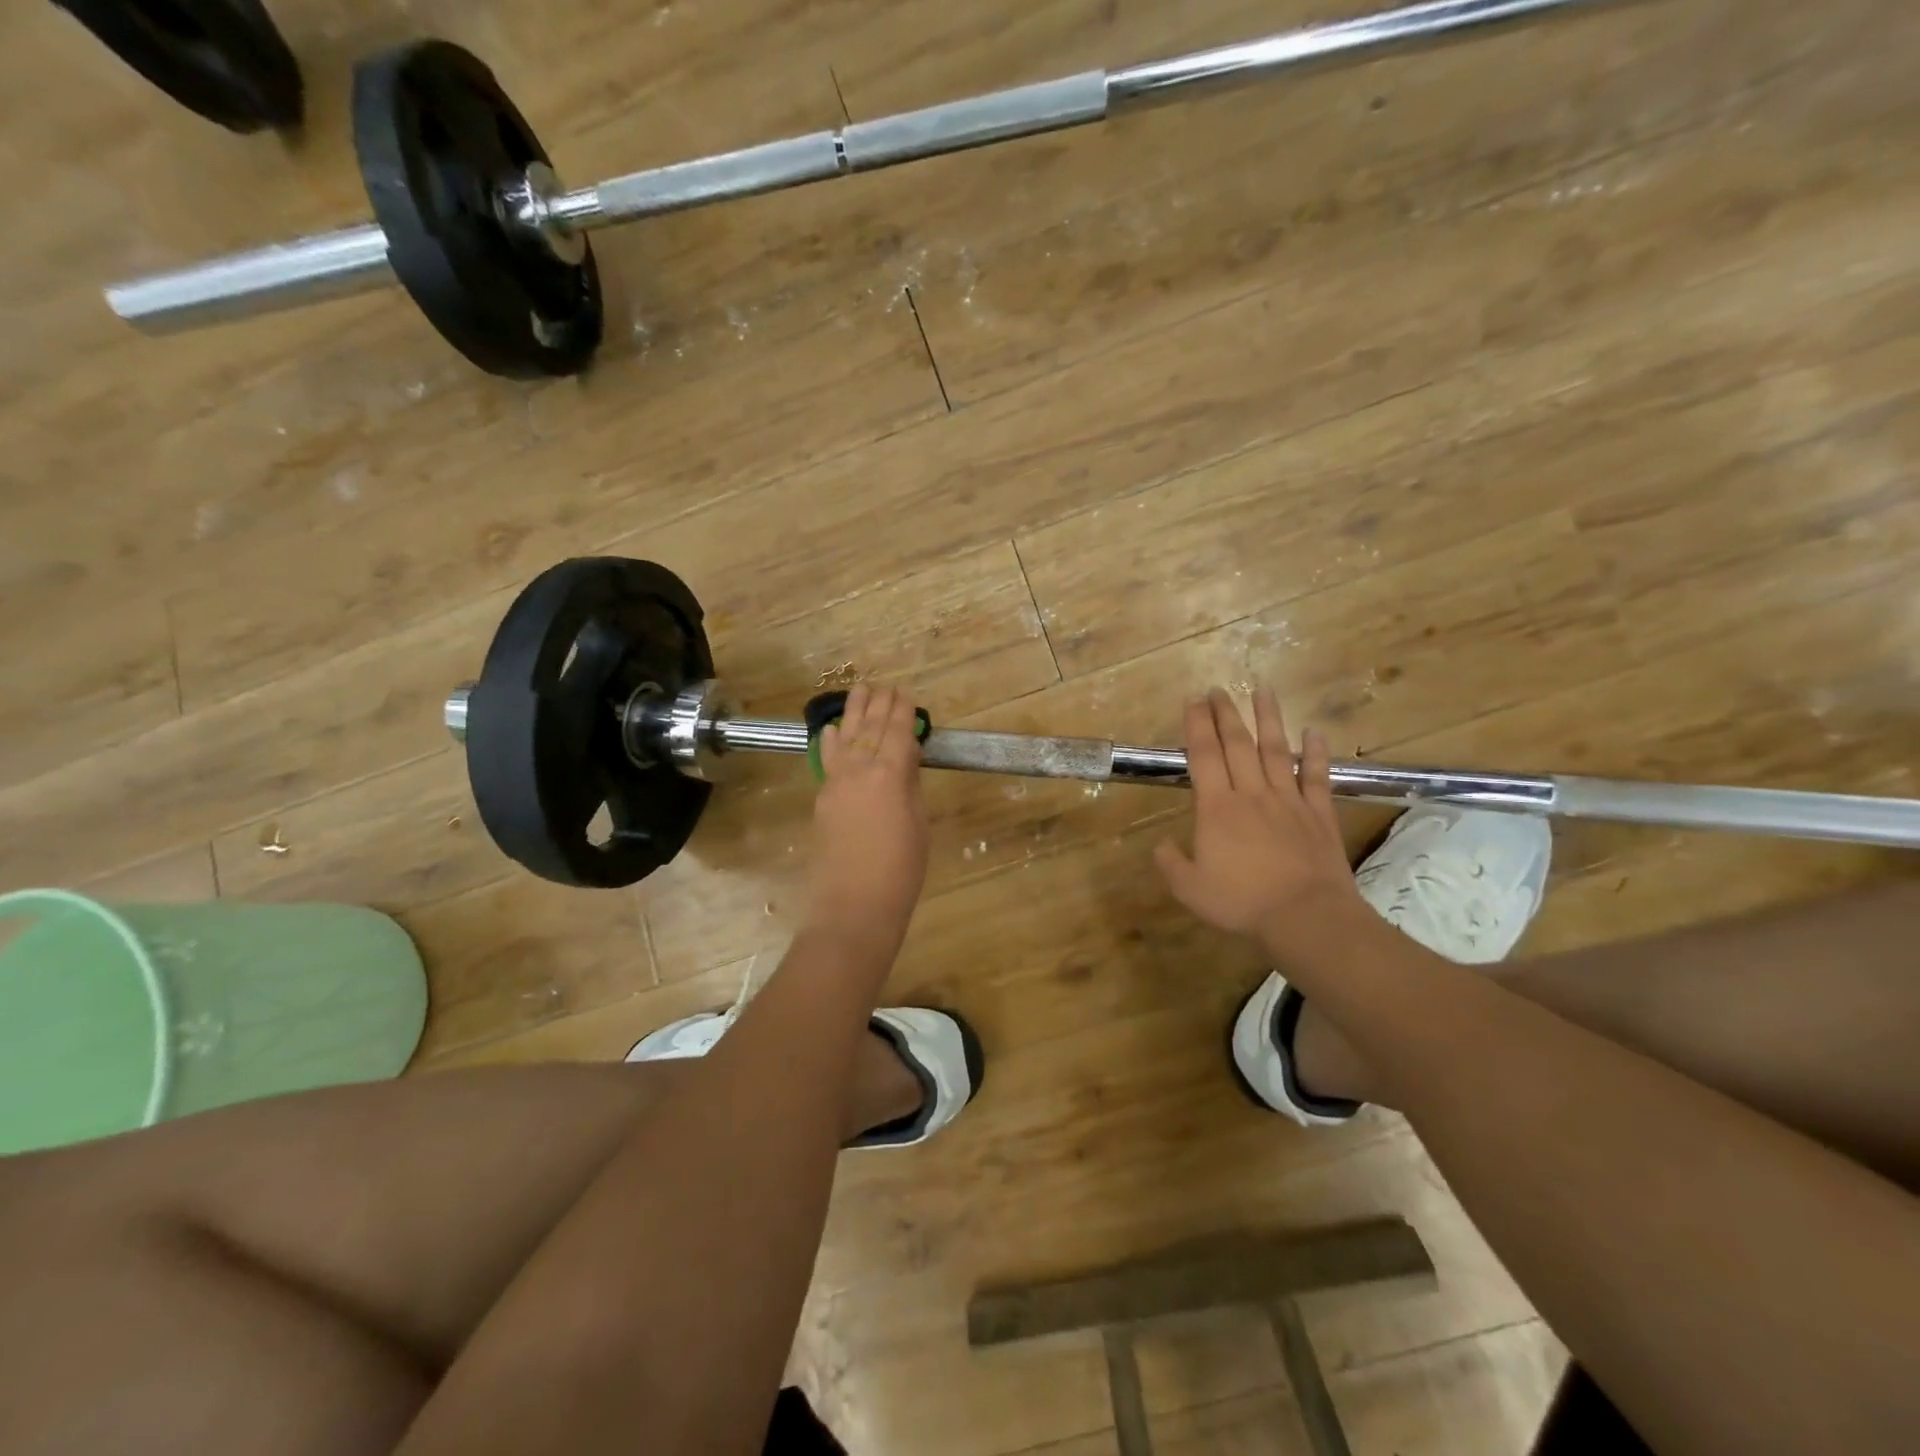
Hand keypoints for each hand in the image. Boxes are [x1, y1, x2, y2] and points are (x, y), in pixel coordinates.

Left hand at [806, 683, 930, 944]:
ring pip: (848, 737)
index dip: (903, 713)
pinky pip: (828, 760)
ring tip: (860, 690)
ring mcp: (837, 783)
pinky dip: (832, 741)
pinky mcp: (823, 799)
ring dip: (855, 713)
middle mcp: (861, 769)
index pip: (898, 733)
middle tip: (886, 686)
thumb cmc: (900, 871)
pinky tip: (832, 729)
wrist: (853, 906)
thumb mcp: (918, 825)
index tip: (906, 695)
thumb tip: (905, 763)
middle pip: (872, 729)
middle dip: (880, 705)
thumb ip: (910, 788)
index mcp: (891, 774)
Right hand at [1155, 688, 1363, 948]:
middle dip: (1225, 713)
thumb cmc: (1242, 902)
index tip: (1193, 700)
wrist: (1306, 916)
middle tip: (1218, 688)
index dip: (1196, 725)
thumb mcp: (1190, 889)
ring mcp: (1288, 800)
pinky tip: (1314, 731)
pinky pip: (1316, 776)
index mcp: (1217, 808)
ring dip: (1268, 719)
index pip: (1204, 756)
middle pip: (1238, 744)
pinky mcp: (1319, 813)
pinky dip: (1315, 752)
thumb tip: (1161, 844)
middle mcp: (1251, 794)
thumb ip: (1171, 864)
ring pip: (1276, 750)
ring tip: (1263, 690)